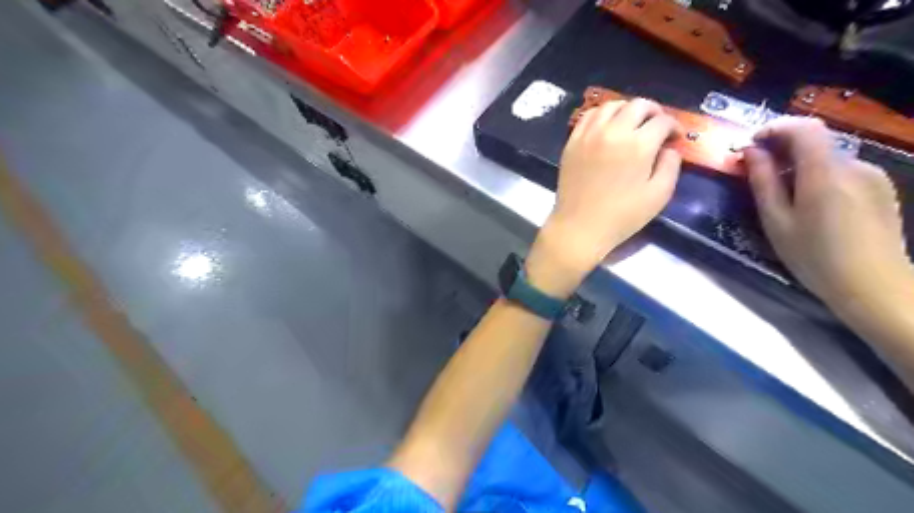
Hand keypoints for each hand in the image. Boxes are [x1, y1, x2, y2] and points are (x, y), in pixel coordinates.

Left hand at [524, 99, 680, 296]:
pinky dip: (602, 115)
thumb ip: (670, 165)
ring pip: (611, 105)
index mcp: (638, 145)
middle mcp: (613, 132)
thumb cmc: (621, 216)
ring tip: (632, 123)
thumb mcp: (659, 195)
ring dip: (627, 110)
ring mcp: (589, 135)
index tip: (675, 137)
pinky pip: (588, 116)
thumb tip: (669, 148)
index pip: (662, 121)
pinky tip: (607, 126)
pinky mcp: (572, 142)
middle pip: (638, 105)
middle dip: (654, 112)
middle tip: (657, 126)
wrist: (580, 227)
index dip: (674, 126)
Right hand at [741, 117, 913, 311]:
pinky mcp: (881, 189)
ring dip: (801, 165)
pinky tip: (811, 204)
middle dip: (783, 149)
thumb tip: (752, 152)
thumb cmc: (814, 257)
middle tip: (758, 171)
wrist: (874, 287)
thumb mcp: (776, 221)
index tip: (752, 144)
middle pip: (816, 142)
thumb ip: (763, 182)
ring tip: (782, 194)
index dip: (775, 128)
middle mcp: (854, 166)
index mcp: (825, 173)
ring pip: (828, 158)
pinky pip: (843, 171)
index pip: (804, 128)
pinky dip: (820, 176)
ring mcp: (872, 176)